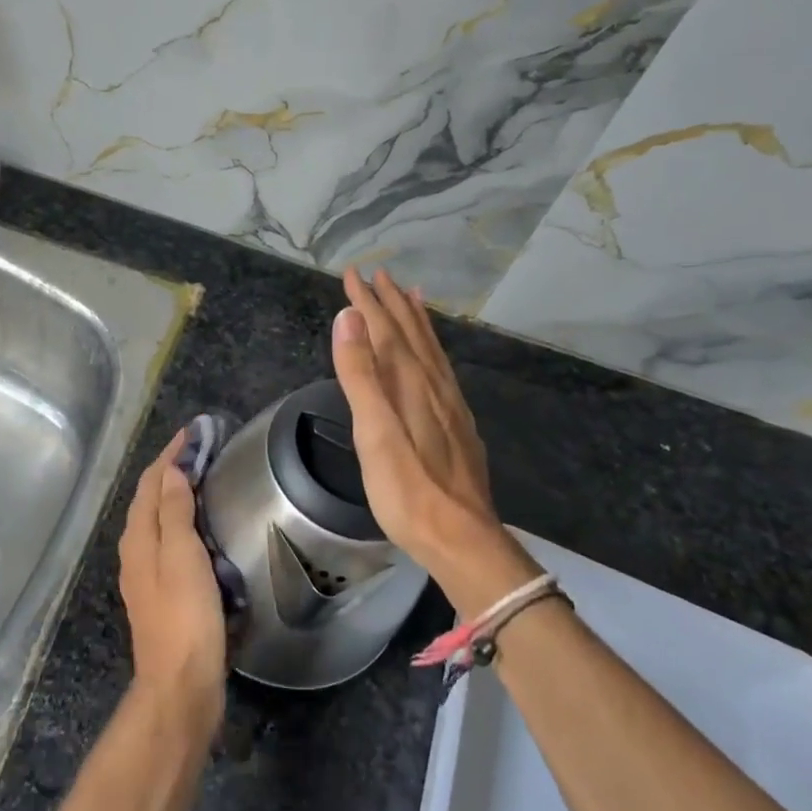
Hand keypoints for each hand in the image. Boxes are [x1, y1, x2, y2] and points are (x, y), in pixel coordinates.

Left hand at [117, 430, 226, 735]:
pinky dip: (183, 521)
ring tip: (203, 478)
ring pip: (159, 521)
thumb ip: (174, 512)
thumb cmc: (185, 616)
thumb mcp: (181, 557)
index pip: (150, 483)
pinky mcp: (163, 593)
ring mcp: (147, 575)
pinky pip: (170, 542)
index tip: (193, 432)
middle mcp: (136, 552)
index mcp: (138, 539)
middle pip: (150, 499)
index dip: (169, 455)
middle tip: (201, 449)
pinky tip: (201, 528)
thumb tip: (170, 470)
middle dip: (171, 470)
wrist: (181, 685)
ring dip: (176, 494)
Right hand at [331, 267, 539, 610]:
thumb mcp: (373, 433)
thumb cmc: (407, 490)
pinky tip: (434, 357)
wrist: (462, 537)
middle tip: (378, 274)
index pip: (385, 330)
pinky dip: (434, 349)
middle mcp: (433, 385)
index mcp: (409, 384)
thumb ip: (361, 375)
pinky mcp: (458, 424)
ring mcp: (450, 405)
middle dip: (391, 303)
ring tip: (411, 296)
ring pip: (431, 349)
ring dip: (417, 320)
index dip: (367, 301)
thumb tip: (349, 318)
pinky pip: (443, 369)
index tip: (352, 273)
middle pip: (411, 334)